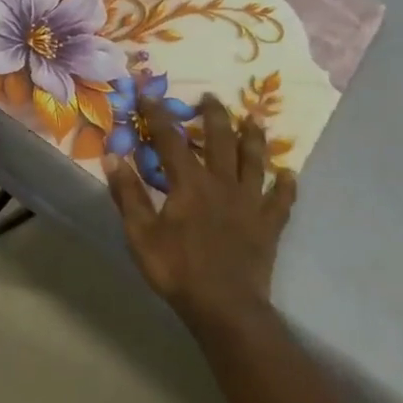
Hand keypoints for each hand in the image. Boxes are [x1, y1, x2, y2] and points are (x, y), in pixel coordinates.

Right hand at [103, 94, 296, 332]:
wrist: (224, 306)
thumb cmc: (176, 269)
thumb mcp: (140, 233)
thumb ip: (127, 193)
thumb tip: (112, 156)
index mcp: (189, 183)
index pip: (171, 139)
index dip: (159, 115)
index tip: (150, 95)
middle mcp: (223, 184)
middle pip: (221, 140)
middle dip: (214, 115)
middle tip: (210, 97)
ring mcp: (250, 203)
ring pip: (255, 162)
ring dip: (254, 138)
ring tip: (253, 119)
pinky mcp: (268, 224)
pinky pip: (282, 200)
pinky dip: (286, 185)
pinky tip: (289, 174)